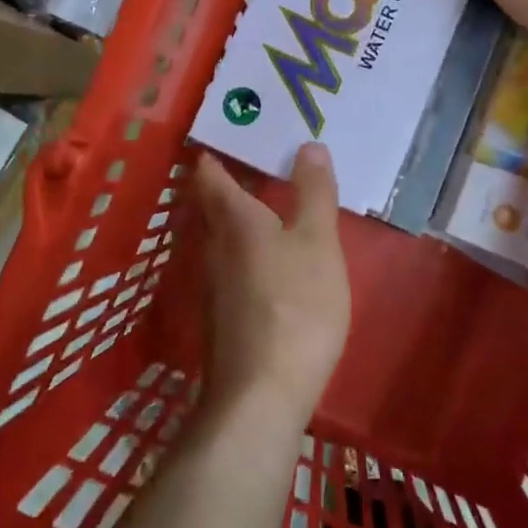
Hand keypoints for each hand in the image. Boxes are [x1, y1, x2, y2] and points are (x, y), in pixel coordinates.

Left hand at [192, 145, 350, 425]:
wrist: (260, 397)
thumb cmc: (295, 306)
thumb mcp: (317, 242)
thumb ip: (314, 193)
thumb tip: (308, 145)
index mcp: (232, 218)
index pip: (210, 172)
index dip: (217, 149)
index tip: (236, 130)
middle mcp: (212, 245)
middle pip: (213, 203)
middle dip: (234, 181)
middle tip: (266, 160)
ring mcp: (212, 283)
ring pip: (223, 236)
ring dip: (243, 217)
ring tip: (276, 204)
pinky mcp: (222, 315)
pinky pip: (232, 265)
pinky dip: (249, 250)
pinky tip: (275, 260)